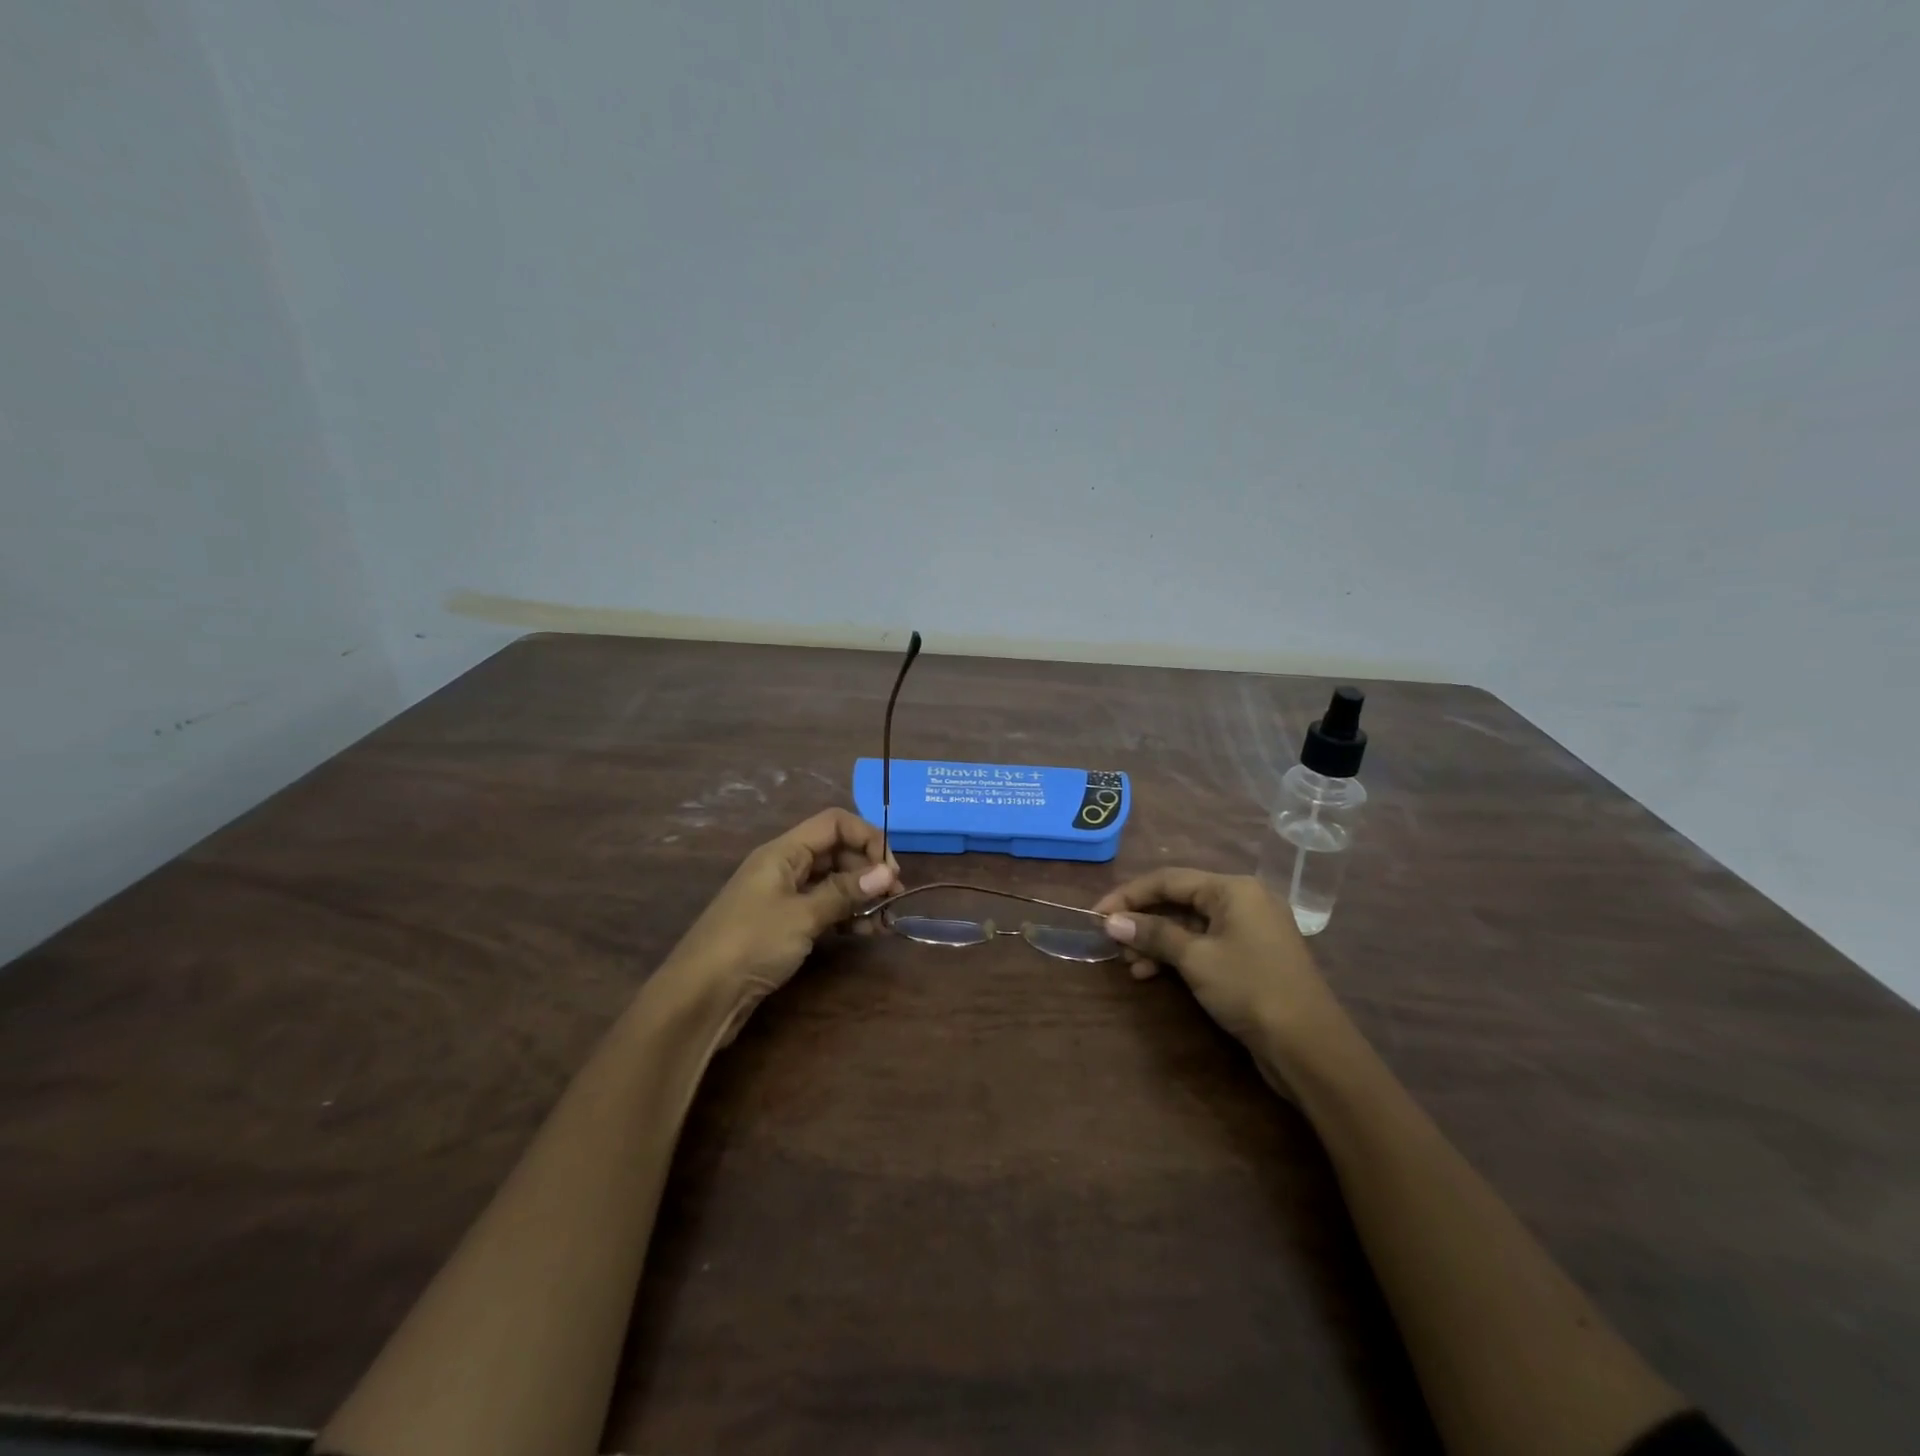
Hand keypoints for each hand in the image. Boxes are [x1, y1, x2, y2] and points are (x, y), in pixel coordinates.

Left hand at [663, 809, 901, 1041]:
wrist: (699, 997)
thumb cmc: (751, 943)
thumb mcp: (803, 915)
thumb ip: (845, 892)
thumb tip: (887, 872)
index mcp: (783, 852)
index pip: (834, 823)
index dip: (867, 837)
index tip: (890, 869)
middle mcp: (783, 867)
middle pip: (835, 851)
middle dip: (868, 868)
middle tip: (894, 896)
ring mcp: (782, 897)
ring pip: (831, 882)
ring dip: (861, 895)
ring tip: (886, 919)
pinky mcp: (782, 926)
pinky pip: (822, 908)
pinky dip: (845, 916)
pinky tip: (866, 932)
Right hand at [1094, 869, 1350, 1075]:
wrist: (1310, 1047)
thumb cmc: (1249, 989)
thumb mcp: (1195, 958)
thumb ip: (1152, 934)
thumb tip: (1111, 922)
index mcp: (1233, 888)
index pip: (1169, 879)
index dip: (1128, 895)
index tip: (1096, 915)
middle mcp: (1243, 900)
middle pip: (1179, 901)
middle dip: (1142, 921)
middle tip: (1112, 944)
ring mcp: (1249, 930)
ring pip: (1189, 925)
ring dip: (1157, 942)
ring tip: (1130, 966)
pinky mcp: (1251, 957)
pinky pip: (1204, 944)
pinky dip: (1178, 956)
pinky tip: (1153, 974)